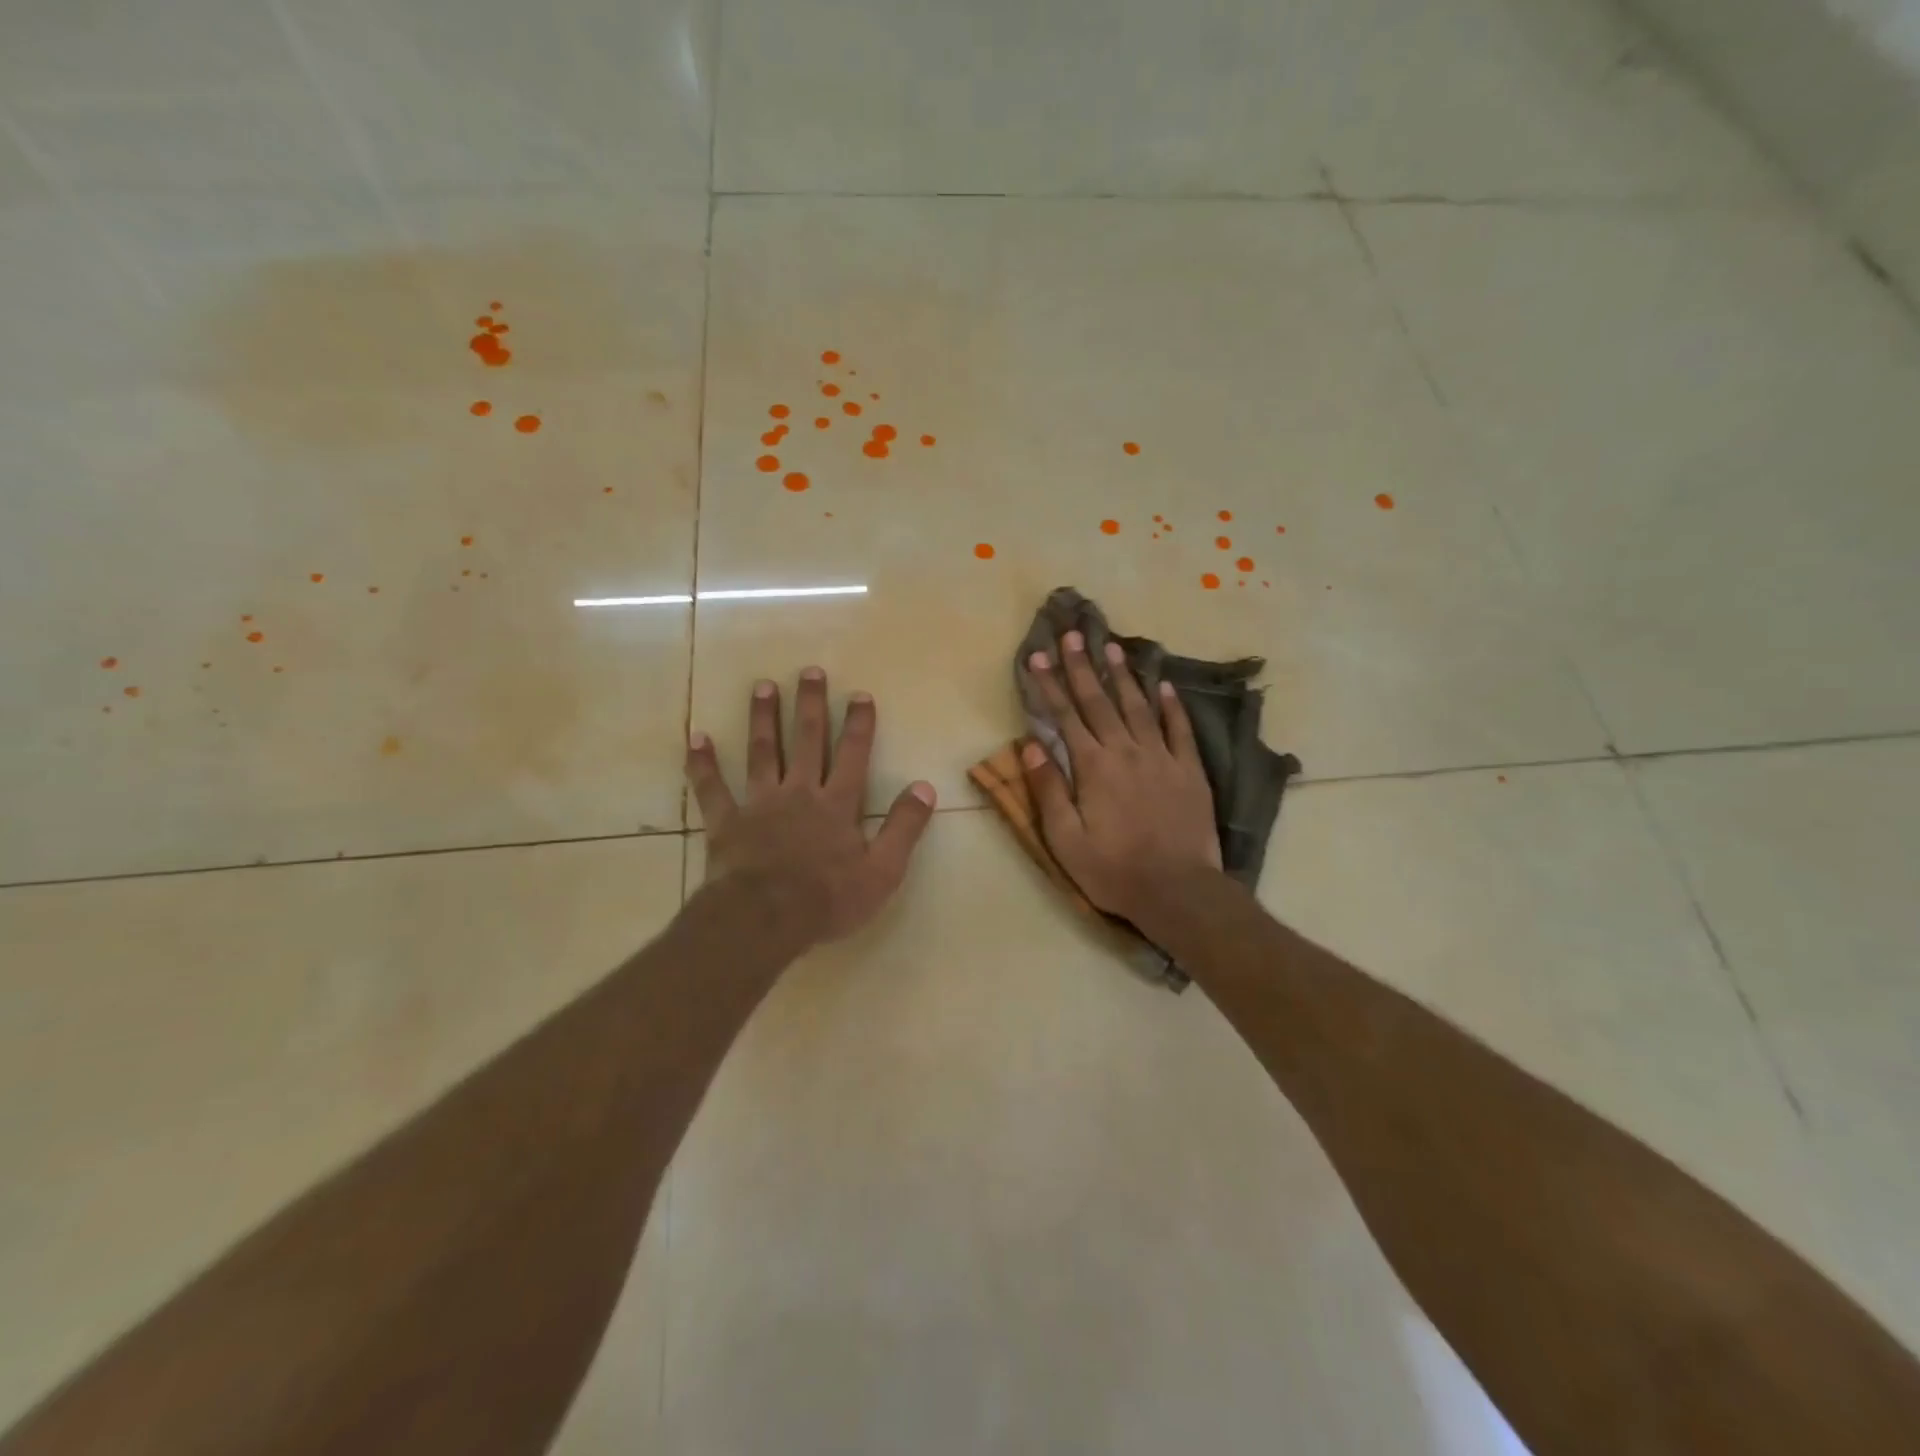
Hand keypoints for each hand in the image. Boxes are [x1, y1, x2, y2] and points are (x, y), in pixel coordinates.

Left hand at [686, 669, 936, 948]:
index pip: (852, 755)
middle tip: (809, 671)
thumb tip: (925, 787)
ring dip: (762, 718)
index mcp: (837, 805)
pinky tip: (696, 738)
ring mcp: (759, 805)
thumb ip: (904, 827)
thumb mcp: (882, 871)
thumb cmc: (827, 899)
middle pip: (806, 741)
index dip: (859, 724)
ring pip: (762, 752)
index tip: (860, 694)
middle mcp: (798, 793)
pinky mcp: (727, 823)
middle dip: (810, 705)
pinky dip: (703, 764)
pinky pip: (712, 789)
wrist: (765, 919)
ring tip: (762, 686)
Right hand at [1021, 631, 1222, 923]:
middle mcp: (1126, 751)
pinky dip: (1171, 705)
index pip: (1065, 716)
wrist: (1178, 891)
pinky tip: (1164, 685)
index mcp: (1093, 767)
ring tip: (1112, 646)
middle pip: (1099, 701)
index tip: (1039, 656)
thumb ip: (1048, 789)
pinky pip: (1179, 729)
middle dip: (1082, 667)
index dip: (1050, 685)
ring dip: (1123, 675)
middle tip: (1073, 635)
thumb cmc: (1113, 870)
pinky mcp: (1189, 770)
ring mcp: (1162, 757)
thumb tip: (1030, 744)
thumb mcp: (1065, 839)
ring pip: (1139, 706)